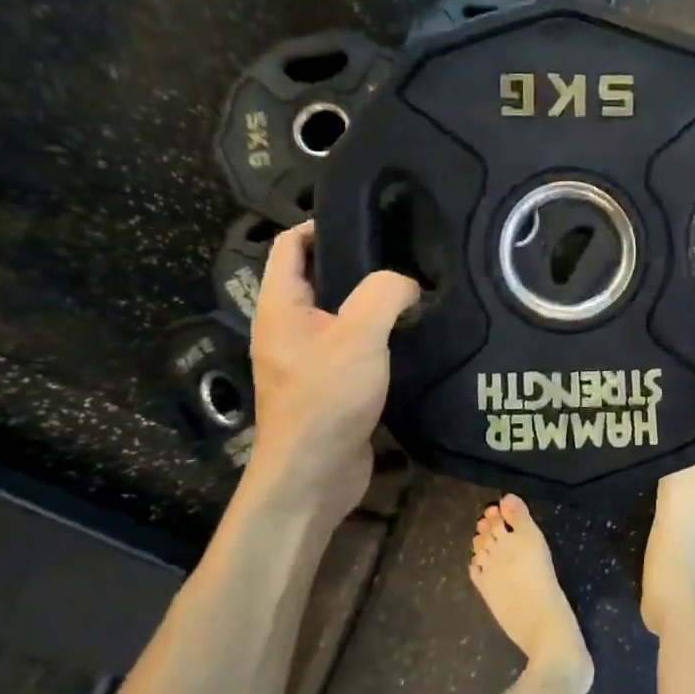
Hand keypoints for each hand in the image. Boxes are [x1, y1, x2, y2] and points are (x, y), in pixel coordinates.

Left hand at [242, 221, 419, 527]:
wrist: (312, 476)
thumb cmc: (325, 398)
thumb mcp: (359, 335)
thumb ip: (385, 294)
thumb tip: (409, 283)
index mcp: (280, 306)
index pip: (290, 245)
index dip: (320, 223)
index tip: (366, 218)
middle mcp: (288, 327)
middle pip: (318, 277)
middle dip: (356, 261)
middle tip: (403, 252)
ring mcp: (307, 358)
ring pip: (339, 313)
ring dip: (370, 301)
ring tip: (414, 288)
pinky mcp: (329, 384)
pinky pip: (352, 346)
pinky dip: (377, 335)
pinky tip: (411, 333)